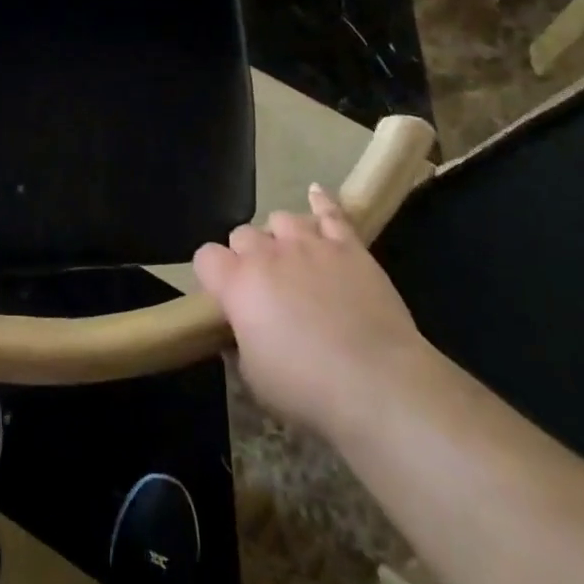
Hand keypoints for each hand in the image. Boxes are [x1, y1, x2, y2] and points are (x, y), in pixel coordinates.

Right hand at [194, 186, 426, 438]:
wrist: (378, 383)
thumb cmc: (308, 389)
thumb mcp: (255, 380)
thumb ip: (241, 345)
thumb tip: (241, 332)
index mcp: (238, 284)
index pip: (206, 257)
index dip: (213, 274)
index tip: (224, 297)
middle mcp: (268, 254)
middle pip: (243, 234)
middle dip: (247, 256)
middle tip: (264, 287)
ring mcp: (309, 244)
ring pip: (281, 219)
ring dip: (281, 237)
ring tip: (293, 259)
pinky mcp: (348, 246)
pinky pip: (330, 212)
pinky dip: (321, 202)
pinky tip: (316, 193)